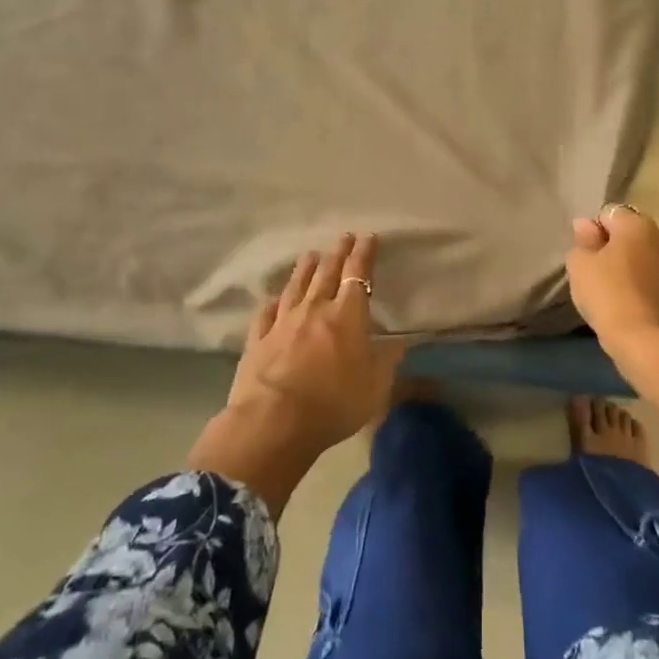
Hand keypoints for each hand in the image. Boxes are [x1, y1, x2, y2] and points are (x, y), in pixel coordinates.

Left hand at [222, 232, 406, 454]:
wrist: (273, 421)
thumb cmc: (333, 403)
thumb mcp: (375, 387)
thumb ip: (387, 362)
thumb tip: (400, 343)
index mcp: (347, 315)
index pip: (358, 275)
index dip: (364, 254)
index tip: (368, 237)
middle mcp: (315, 309)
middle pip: (327, 273)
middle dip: (338, 253)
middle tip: (343, 237)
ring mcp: (283, 322)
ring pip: (296, 287)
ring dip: (305, 269)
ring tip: (311, 254)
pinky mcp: (259, 339)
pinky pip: (267, 314)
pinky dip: (273, 302)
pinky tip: (273, 298)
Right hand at [565, 205, 658, 357]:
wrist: (645, 340)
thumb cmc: (607, 294)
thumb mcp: (580, 265)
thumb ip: (582, 241)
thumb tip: (586, 225)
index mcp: (636, 224)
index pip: (608, 213)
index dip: (591, 231)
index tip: (583, 254)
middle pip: (627, 234)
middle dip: (609, 246)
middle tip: (592, 270)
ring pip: (639, 256)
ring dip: (624, 265)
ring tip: (607, 288)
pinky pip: (648, 276)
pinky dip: (636, 283)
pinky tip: (623, 301)